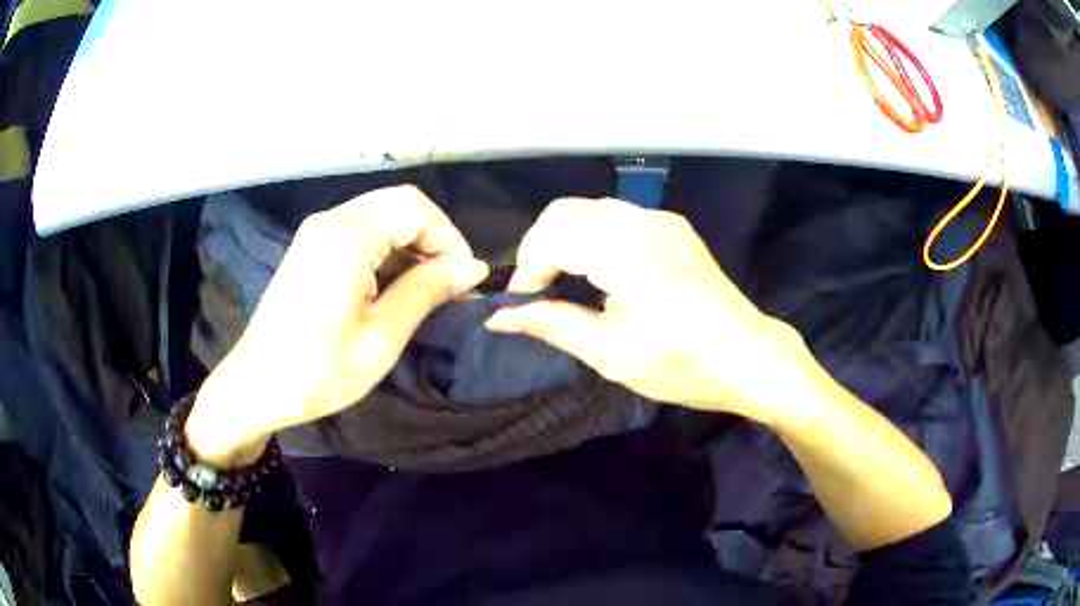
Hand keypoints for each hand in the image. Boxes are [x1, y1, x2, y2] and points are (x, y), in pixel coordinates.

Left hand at [186, 185, 488, 465]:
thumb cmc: (319, 372)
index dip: (449, 240)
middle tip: (449, 282)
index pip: (417, 210)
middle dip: (433, 237)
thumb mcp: (381, 338)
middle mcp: (331, 220)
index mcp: (348, 238)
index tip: (464, 282)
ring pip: (381, 213)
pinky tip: (392, 284)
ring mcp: (317, 230)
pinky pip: (361, 229)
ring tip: (425, 287)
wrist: (258, 385)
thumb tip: (474, 267)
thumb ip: (427, 291)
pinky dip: (386, 248)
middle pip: (400, 203)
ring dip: (410, 242)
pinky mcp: (311, 245)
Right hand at [486, 198, 809, 425]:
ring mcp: (661, 219)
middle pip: (564, 212)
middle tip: (541, 292)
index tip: (525, 305)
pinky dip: (594, 235)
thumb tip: (500, 317)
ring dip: (566, 239)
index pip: (550, 236)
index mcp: (625, 253)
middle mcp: (641, 222)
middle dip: (541, 248)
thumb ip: (553, 324)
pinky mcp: (674, 226)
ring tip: (567, 282)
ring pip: (590, 209)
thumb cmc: (683, 365)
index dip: (527, 269)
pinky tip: (603, 271)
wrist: (749, 357)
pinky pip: (618, 216)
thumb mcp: (612, 354)